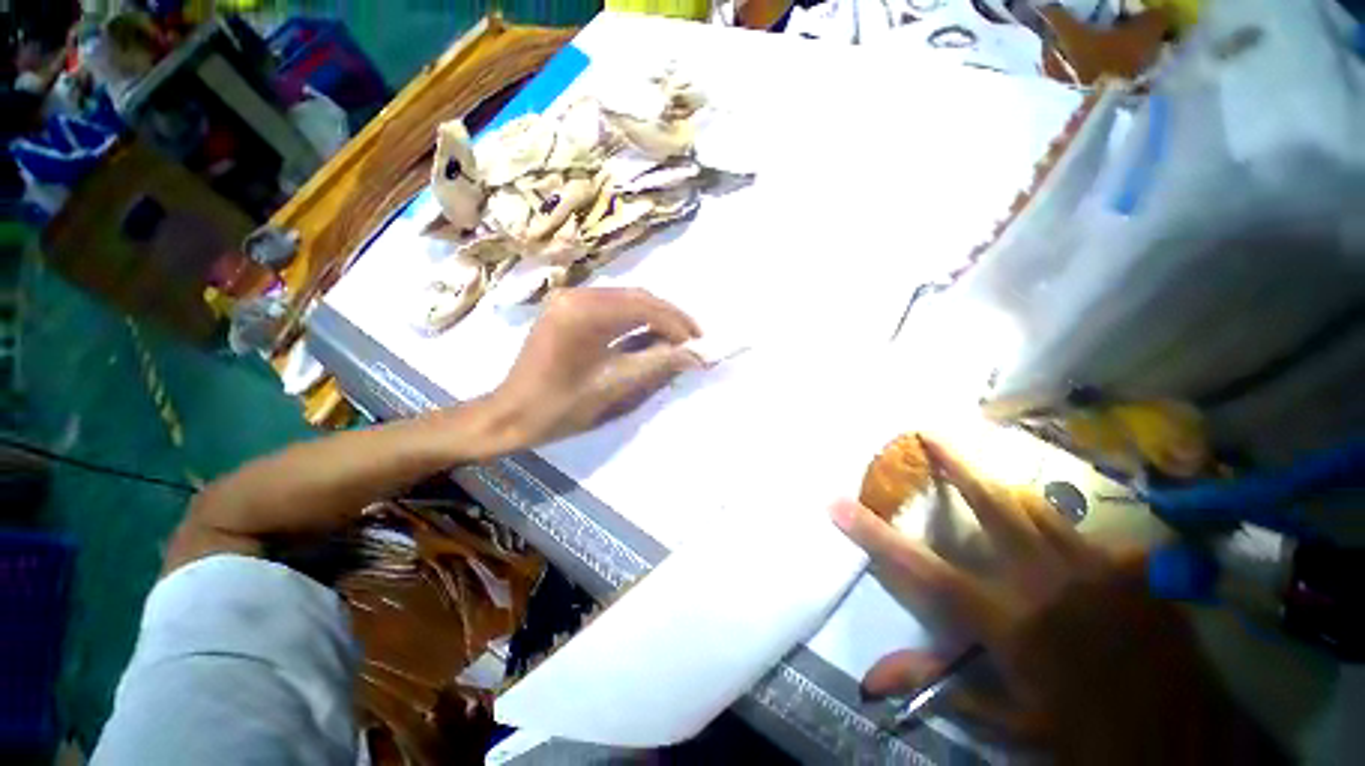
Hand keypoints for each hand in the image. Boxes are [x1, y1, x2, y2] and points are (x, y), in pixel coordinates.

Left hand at [487, 287, 702, 448]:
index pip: (645, 307)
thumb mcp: (614, 386)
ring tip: (678, 339)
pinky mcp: (567, 308)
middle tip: (694, 340)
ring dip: (655, 317)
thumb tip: (696, 354)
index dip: (677, 324)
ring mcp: (569, 298)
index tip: (699, 344)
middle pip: (637, 297)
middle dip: (670, 318)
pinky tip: (650, 334)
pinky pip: (611, 307)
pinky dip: (635, 320)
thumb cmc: (560, 406)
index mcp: (584, 312)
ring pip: (626, 300)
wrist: (511, 415)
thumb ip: (657, 364)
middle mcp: (577, 294)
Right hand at [832, 437, 1278, 760]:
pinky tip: (1055, 532)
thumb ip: (944, 686)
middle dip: (955, 463)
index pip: (920, 569)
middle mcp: (1045, 583)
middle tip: (927, 431)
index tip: (835, 501)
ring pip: (1037, 505)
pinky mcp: (1133, 569)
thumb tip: (873, 681)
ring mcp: (1096, 569)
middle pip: (991, 505)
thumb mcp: (1010, 722)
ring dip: (999, 482)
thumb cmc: (1087, 735)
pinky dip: (1059, 525)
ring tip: (977, 462)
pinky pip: (1086, 533)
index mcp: (1007, 621)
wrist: (1183, 744)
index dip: (872, 533)